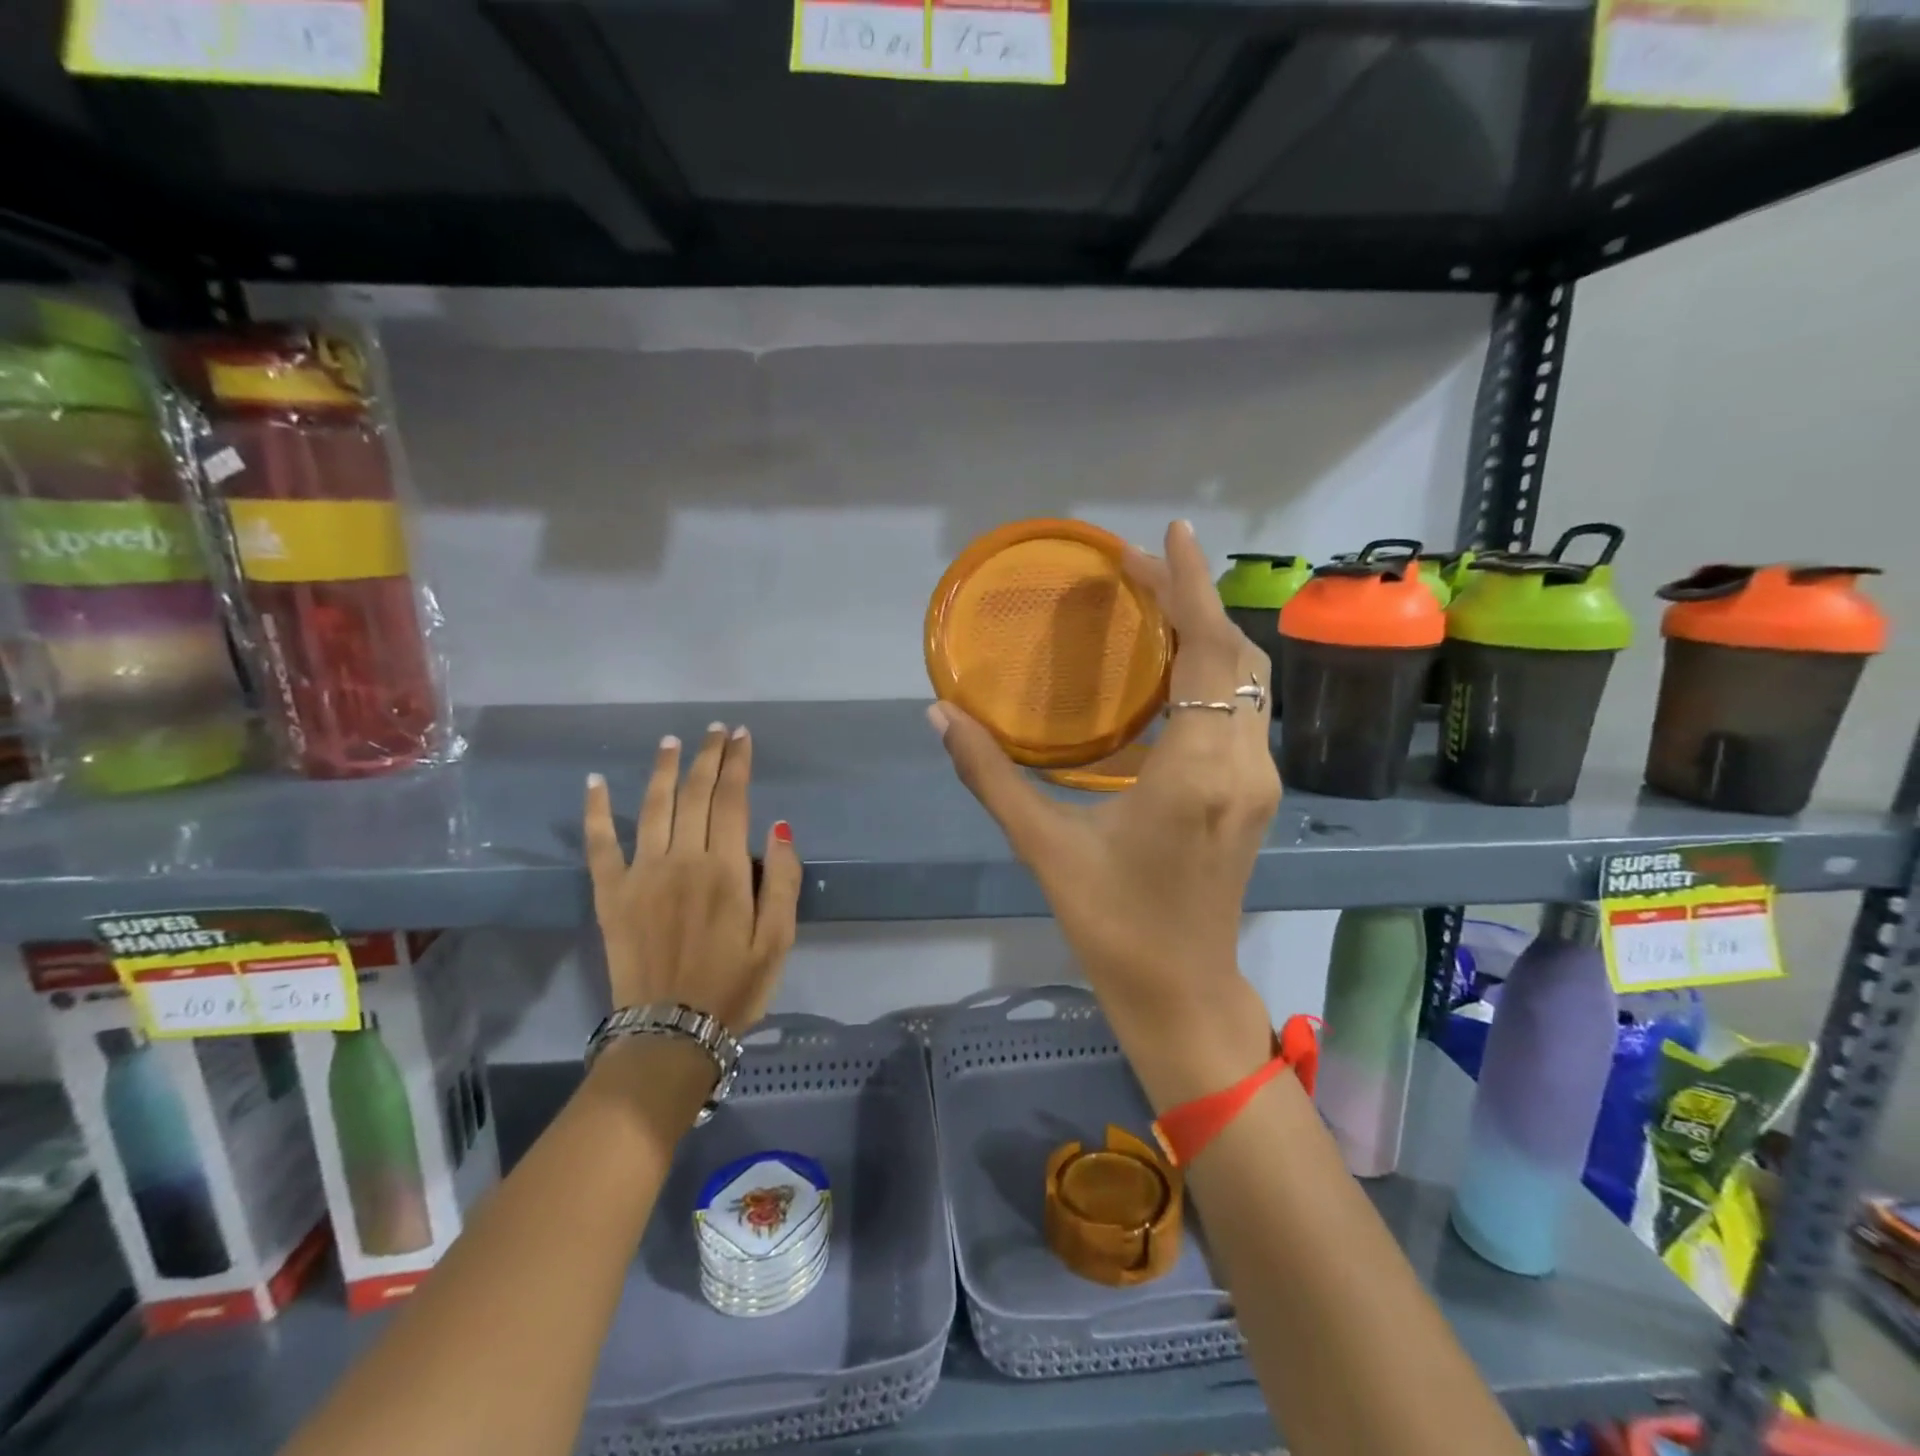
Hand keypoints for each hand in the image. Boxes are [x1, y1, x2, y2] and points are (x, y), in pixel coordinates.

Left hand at [584, 724, 802, 1038]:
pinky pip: (600, 844)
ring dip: (662, 770)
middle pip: (696, 794)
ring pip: (652, 807)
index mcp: (726, 869)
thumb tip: (779, 826)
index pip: (733, 800)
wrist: (670, 1033)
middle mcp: (682, 859)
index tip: (742, 737)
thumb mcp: (779, 939)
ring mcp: (642, 874)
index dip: (738, 764)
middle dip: (708, 756)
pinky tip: (593, 783)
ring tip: (671, 742)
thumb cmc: (734, 986)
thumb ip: (784, 880)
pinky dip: (595, 811)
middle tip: (715, 730)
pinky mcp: (611, 894)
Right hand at [930, 521, 1279, 1106]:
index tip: (1168, 535)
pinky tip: (1167, 671)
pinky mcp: (1254, 795)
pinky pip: (1242, 710)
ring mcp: (1258, 781)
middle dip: (1193, 600)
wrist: (1182, 993)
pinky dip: (1211, 672)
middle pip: (1237, 655)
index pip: (1208, 652)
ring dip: (1207, 634)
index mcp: (1198, 771)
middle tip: (1133, 571)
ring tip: (1150, 606)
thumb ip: (990, 776)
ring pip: (1249, 681)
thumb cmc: (1113, 925)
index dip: (1191, 587)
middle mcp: (1244, 764)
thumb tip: (940, 715)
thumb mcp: (1045, 847)